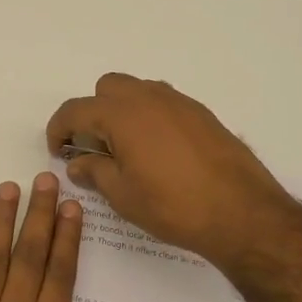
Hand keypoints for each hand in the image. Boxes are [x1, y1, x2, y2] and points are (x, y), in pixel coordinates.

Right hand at [45, 73, 301, 268]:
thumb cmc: (173, 206)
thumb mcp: (123, 195)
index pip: (75, 110)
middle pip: (106, 88)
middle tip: (95, 148)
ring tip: (127, 150)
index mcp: (121, 114)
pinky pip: (164, 104)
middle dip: (92, 113)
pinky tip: (159, 153)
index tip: (59, 152)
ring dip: (122, 112)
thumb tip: (79, 163)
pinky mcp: (202, 114)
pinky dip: (150, 118)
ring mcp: (179, 102)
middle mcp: (148, 97)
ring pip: (138, 92)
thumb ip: (95, 172)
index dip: (59, 130)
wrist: (242, 212)